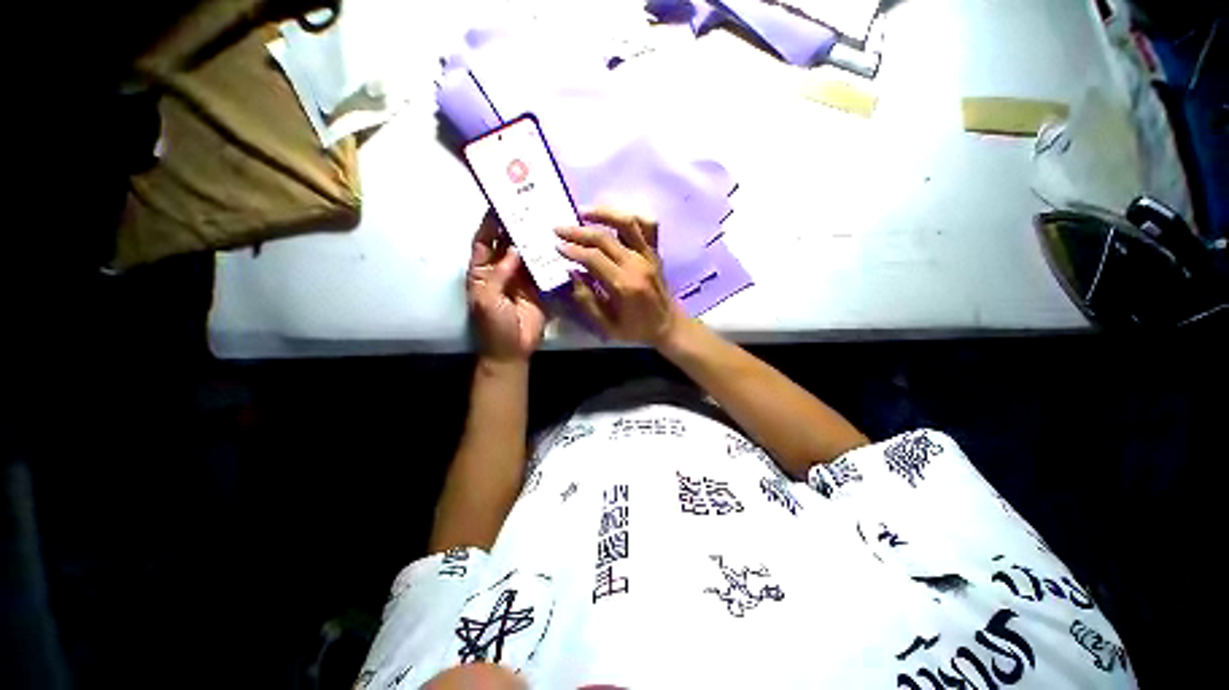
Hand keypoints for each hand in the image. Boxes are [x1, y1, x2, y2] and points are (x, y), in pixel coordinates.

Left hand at [467, 213, 545, 362]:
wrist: (513, 350)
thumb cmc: (493, 325)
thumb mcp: (487, 299)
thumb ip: (499, 273)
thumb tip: (514, 249)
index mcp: (481, 272)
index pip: (483, 242)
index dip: (489, 224)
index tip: (500, 204)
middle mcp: (501, 270)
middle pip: (505, 243)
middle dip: (513, 227)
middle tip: (527, 207)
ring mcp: (520, 278)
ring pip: (525, 254)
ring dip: (532, 240)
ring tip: (543, 221)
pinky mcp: (538, 288)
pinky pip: (541, 269)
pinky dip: (546, 258)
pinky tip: (555, 246)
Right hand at [556, 207, 683, 346]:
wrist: (668, 326)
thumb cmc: (636, 329)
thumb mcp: (607, 326)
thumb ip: (587, 301)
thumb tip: (572, 273)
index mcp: (625, 285)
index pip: (594, 258)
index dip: (573, 250)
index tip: (556, 245)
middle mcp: (637, 265)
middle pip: (605, 237)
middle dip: (578, 231)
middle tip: (559, 228)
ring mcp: (649, 255)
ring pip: (628, 223)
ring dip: (604, 213)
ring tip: (583, 212)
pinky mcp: (656, 252)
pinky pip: (648, 225)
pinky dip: (631, 217)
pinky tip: (615, 217)